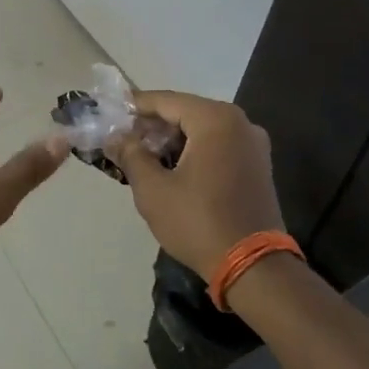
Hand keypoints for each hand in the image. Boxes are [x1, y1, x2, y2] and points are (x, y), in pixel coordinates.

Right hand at [105, 91, 284, 277]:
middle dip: (153, 124)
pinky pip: (219, 145)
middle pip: (186, 112)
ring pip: (203, 129)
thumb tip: (114, 137)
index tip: (110, 112)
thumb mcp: (153, 189)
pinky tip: (171, 167)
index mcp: (216, 120)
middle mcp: (240, 123)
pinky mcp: (258, 166)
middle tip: (122, 138)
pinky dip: (194, 150)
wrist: (254, 268)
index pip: (166, 101)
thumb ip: (130, 154)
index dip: (135, 106)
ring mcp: (253, 144)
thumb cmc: (198, 222)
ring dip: (172, 138)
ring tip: (142, 155)